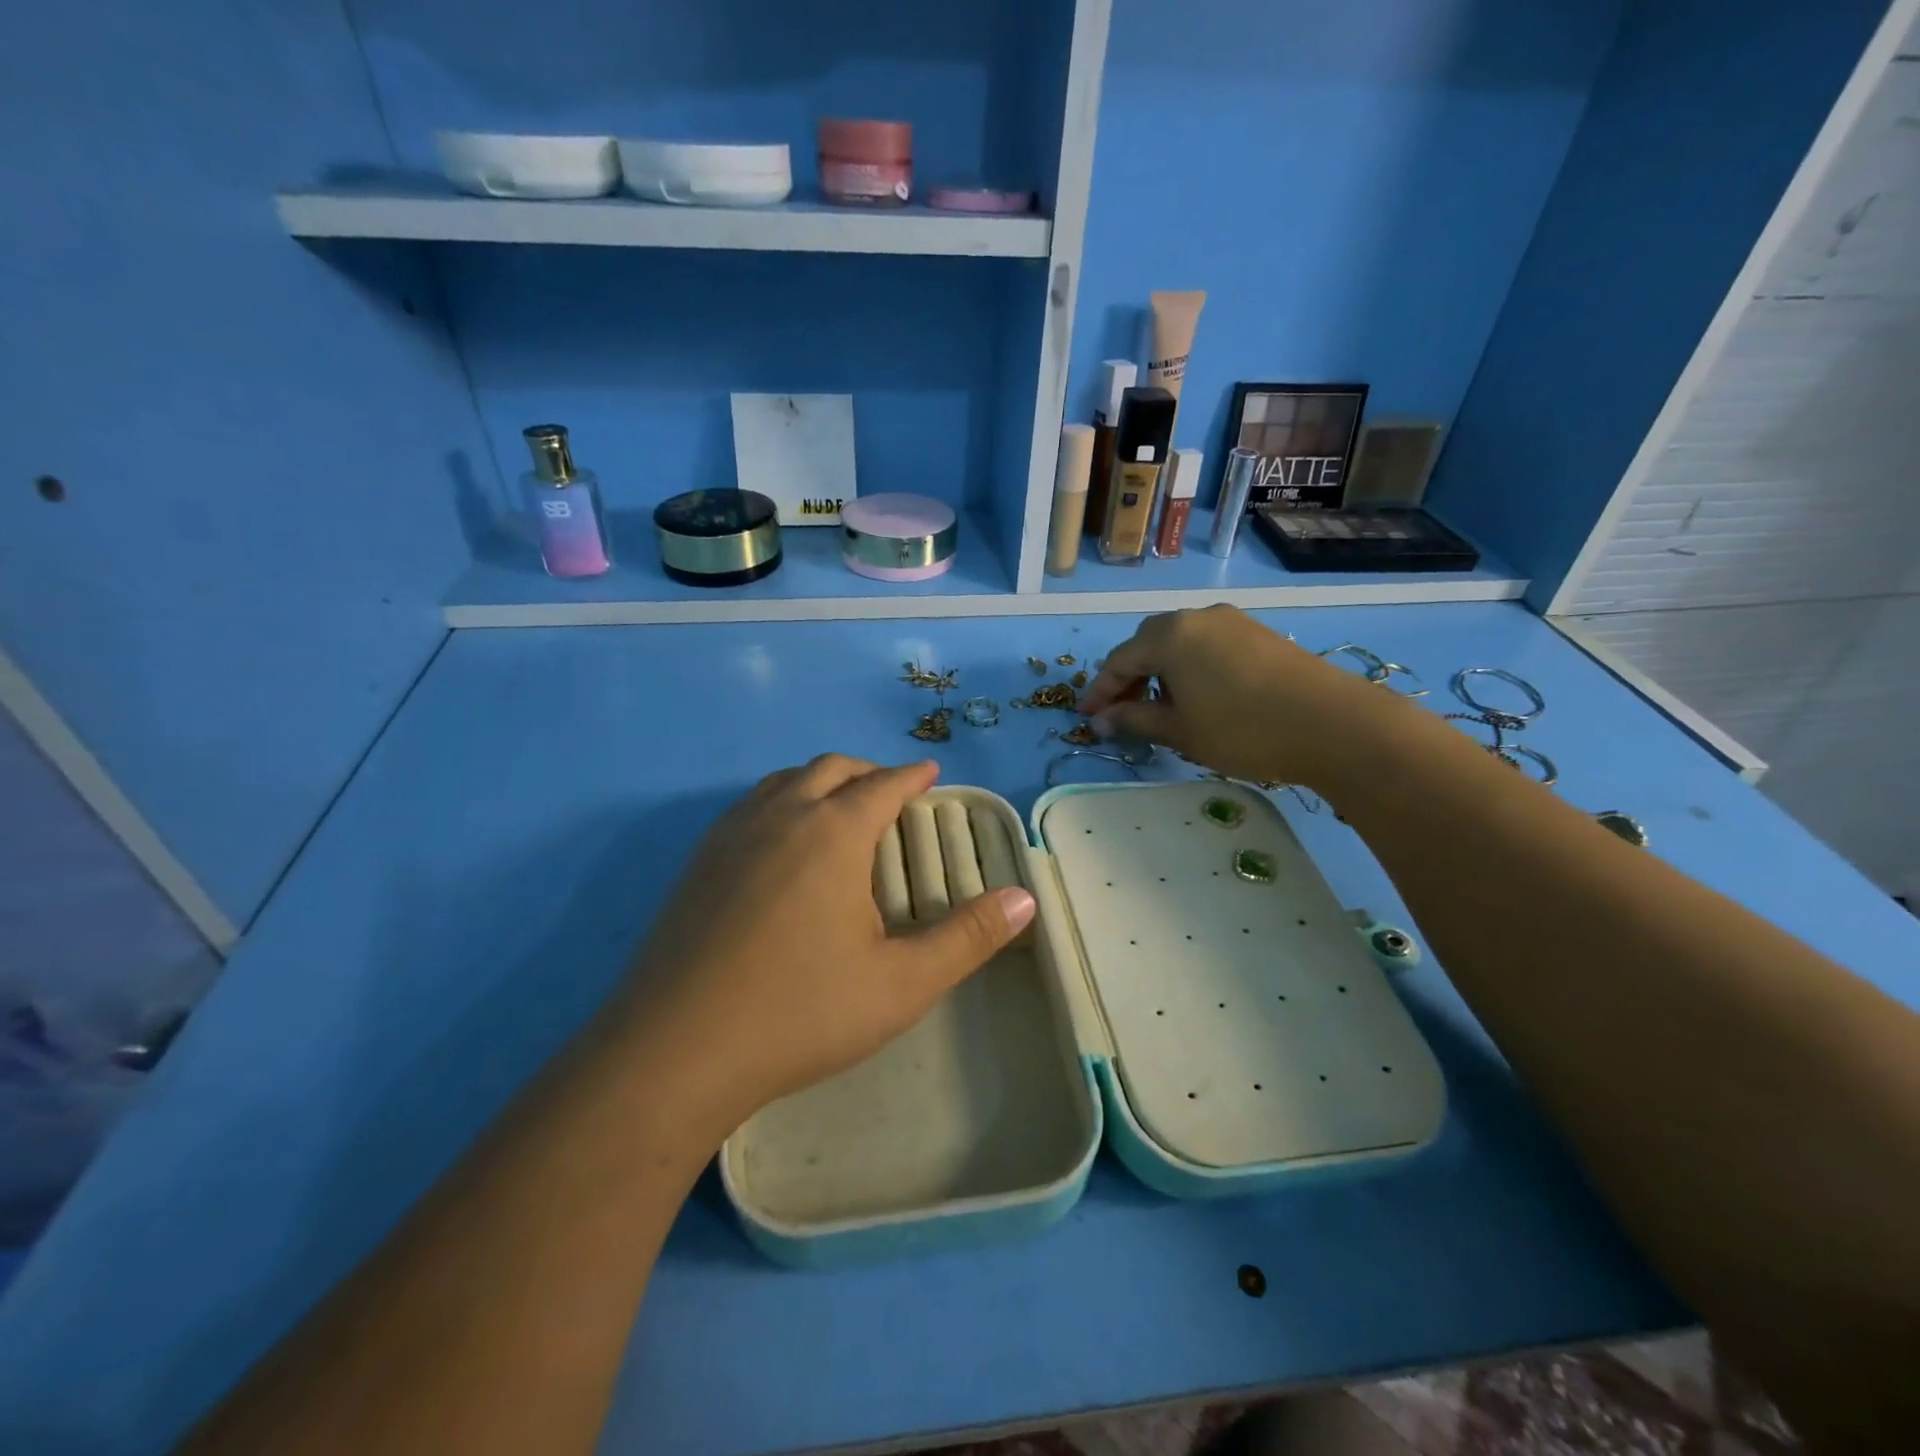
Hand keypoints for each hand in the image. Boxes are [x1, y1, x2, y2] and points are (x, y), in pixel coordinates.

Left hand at [618, 755, 1035, 1133]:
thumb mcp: (901, 982)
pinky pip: (747, 808)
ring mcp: (729, 836)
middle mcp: (779, 816)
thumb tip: (1026, 898)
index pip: (882, 785)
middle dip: (866, 771)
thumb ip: (968, 937)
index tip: (929, 773)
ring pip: (781, 782)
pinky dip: (779, 803)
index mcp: (831, 832)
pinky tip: (779, 844)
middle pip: (830, 769)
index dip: (911, 777)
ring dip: (818, 781)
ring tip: (837, 808)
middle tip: (890, 791)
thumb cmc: (800, 1012)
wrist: (674, 1052)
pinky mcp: (695, 864)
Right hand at [1079, 605, 1401, 787]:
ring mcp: (1232, 621)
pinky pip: (1207, 645)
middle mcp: (1197, 617)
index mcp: (1169, 636)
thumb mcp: (1180, 731)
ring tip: (1160, 707)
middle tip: (1121, 712)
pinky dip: (1189, 667)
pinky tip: (1198, 695)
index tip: (1086, 718)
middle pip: (1147, 643)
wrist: (1332, 723)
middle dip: (1128, 678)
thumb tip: (1100, 720)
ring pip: (1179, 642)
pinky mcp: (1258, 633)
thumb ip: (1134, 719)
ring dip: (1160, 672)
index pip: (1118, 661)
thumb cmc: (1242, 730)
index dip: (1099, 692)